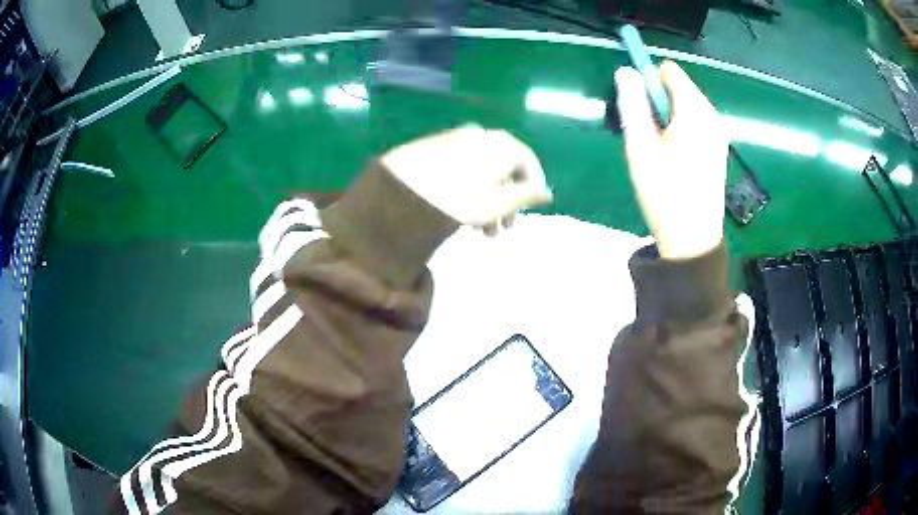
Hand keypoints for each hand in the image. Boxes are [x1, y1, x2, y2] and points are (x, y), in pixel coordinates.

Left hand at [381, 126, 552, 232]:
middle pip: (504, 168)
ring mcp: (456, 138)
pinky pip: (463, 167)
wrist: (400, 189)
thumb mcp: (499, 203)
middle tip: (503, 229)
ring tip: (480, 230)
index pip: (529, 162)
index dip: (534, 187)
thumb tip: (548, 192)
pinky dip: (469, 188)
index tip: (531, 210)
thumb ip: (527, 196)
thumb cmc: (459, 199)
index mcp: (501, 144)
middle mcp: (481, 135)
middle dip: (507, 201)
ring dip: (488, 199)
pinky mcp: (435, 147)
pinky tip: (460, 210)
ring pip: (483, 170)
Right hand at [615, 61, 728, 259]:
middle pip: (679, 87)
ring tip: (660, 151)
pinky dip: (681, 129)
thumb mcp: (640, 148)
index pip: (669, 71)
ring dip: (668, 117)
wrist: (693, 240)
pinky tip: (675, 158)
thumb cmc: (665, 194)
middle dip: (658, 101)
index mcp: (695, 112)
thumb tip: (625, 71)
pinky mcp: (719, 147)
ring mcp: (719, 132)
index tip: (640, 110)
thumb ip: (632, 105)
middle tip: (648, 137)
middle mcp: (712, 116)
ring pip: (686, 105)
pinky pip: (696, 121)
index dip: (649, 82)